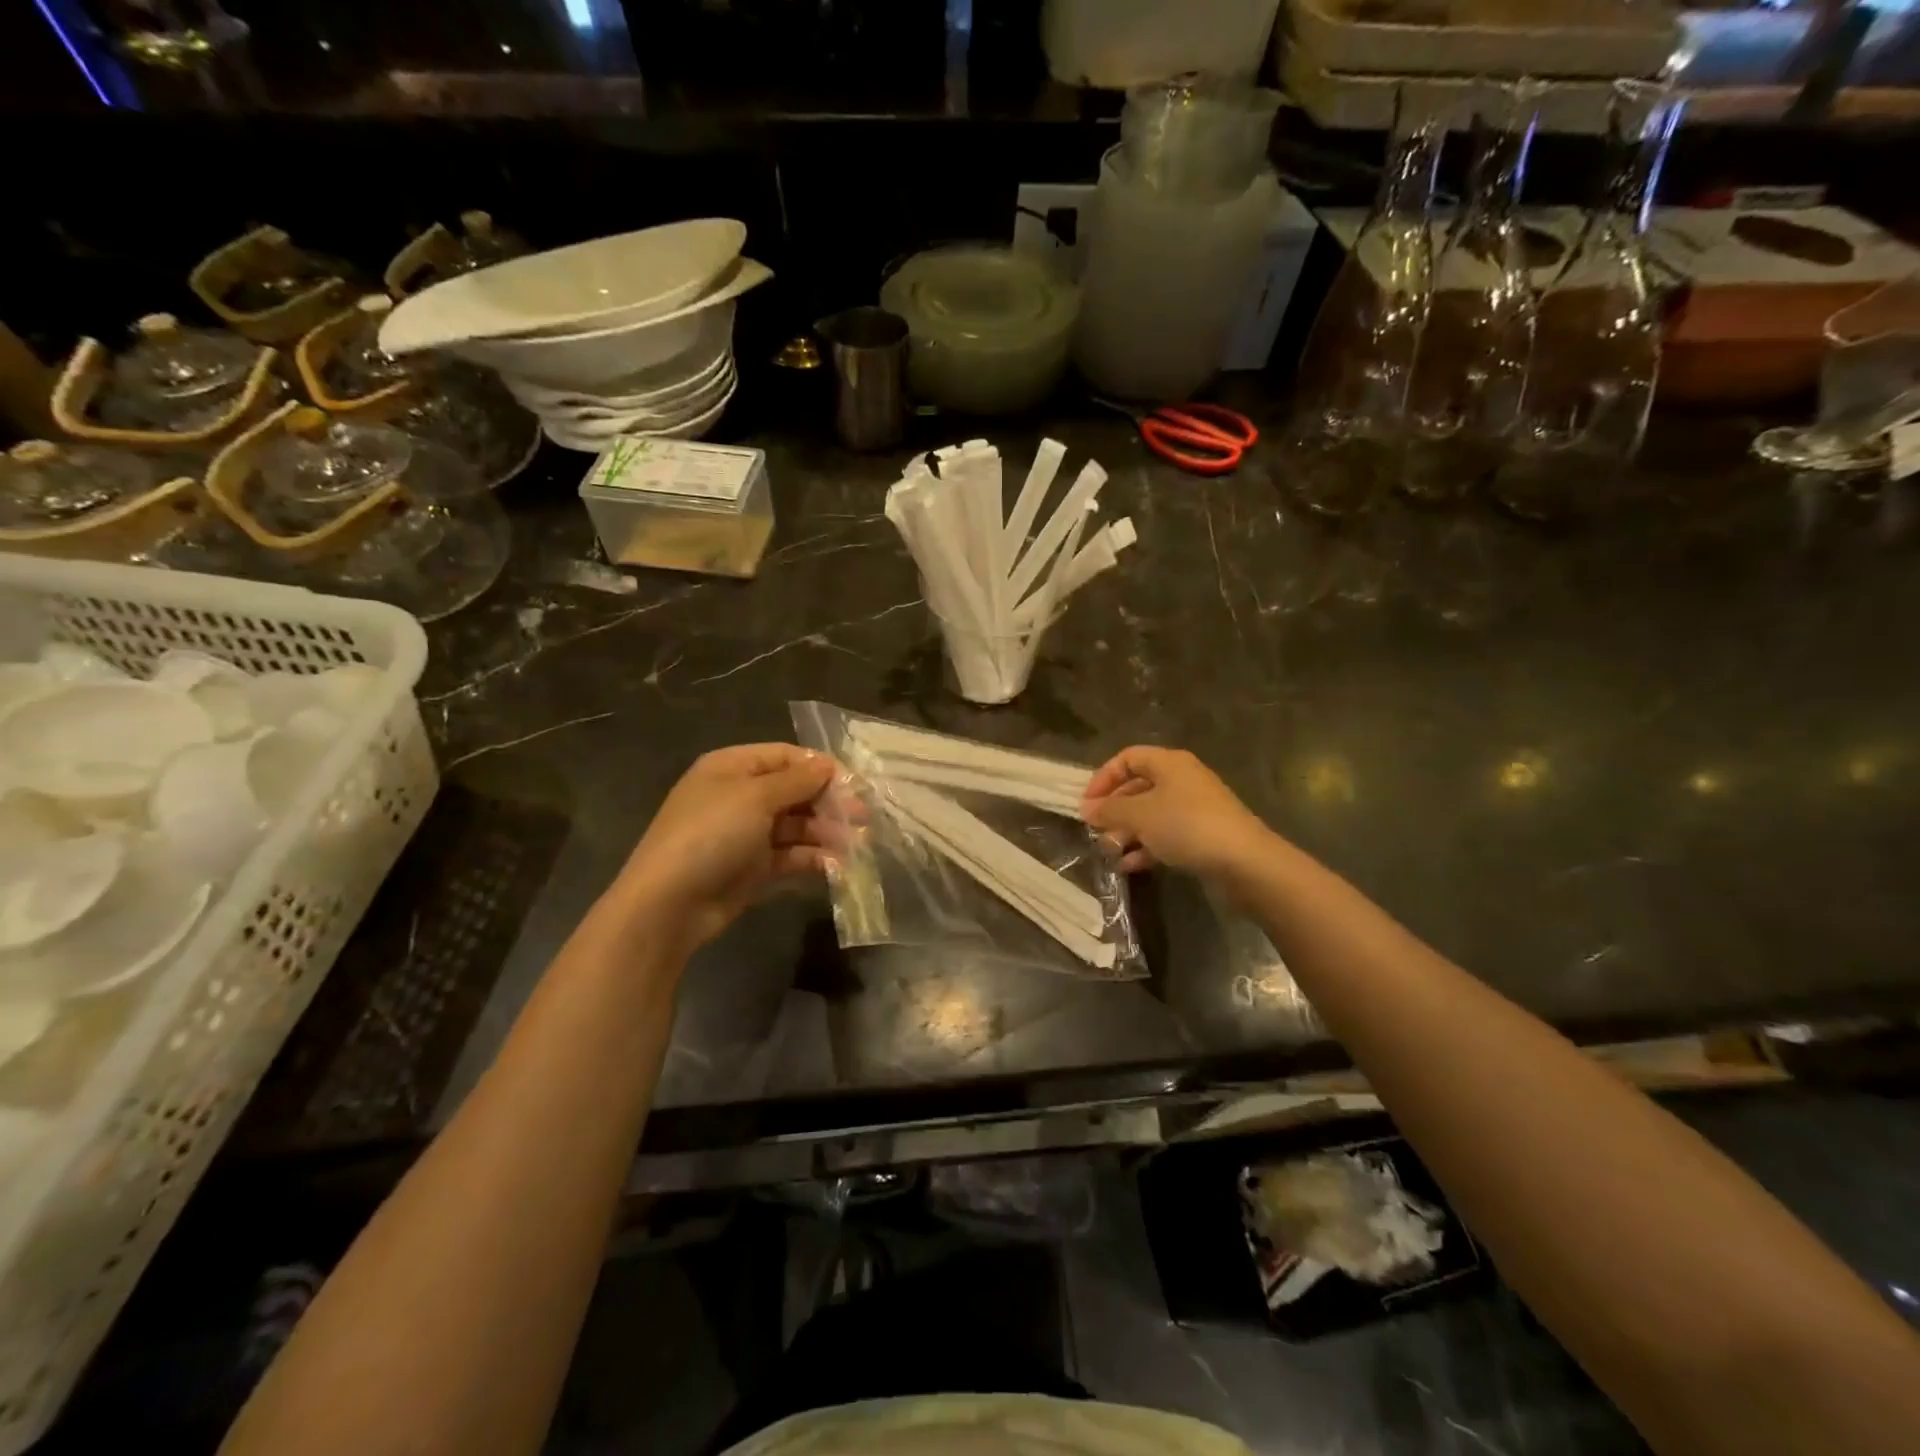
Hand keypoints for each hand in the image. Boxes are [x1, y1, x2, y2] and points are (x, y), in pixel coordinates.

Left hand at [620, 743, 835, 950]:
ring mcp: (747, 833)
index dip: (819, 767)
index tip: (853, 784)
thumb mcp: (755, 797)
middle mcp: (740, 796)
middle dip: (829, 802)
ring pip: (797, 825)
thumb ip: (797, 780)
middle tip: (862, 817)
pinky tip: (835, 864)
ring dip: (826, 831)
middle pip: (794, 791)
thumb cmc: (711, 834)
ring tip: (855, 843)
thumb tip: (827, 764)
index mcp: (733, 768)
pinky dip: (813, 857)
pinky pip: (790, 855)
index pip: (785, 757)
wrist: (669, 903)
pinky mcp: (754, 867)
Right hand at [1081, 746, 1273, 880]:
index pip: (1127, 758)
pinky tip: (1129, 865)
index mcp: (1169, 763)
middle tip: (1095, 830)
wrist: (1244, 862)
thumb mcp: (1140, 815)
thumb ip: (1109, 810)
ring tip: (1109, 851)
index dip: (1104, 777)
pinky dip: (1145, 847)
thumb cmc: (1186, 826)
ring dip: (1126, 831)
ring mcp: (1194, 809)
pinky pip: (1165, 835)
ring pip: (1150, 814)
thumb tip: (1086, 809)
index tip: (1087, 803)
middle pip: (1138, 787)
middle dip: (1114, 809)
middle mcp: (1182, 780)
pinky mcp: (1202, 836)